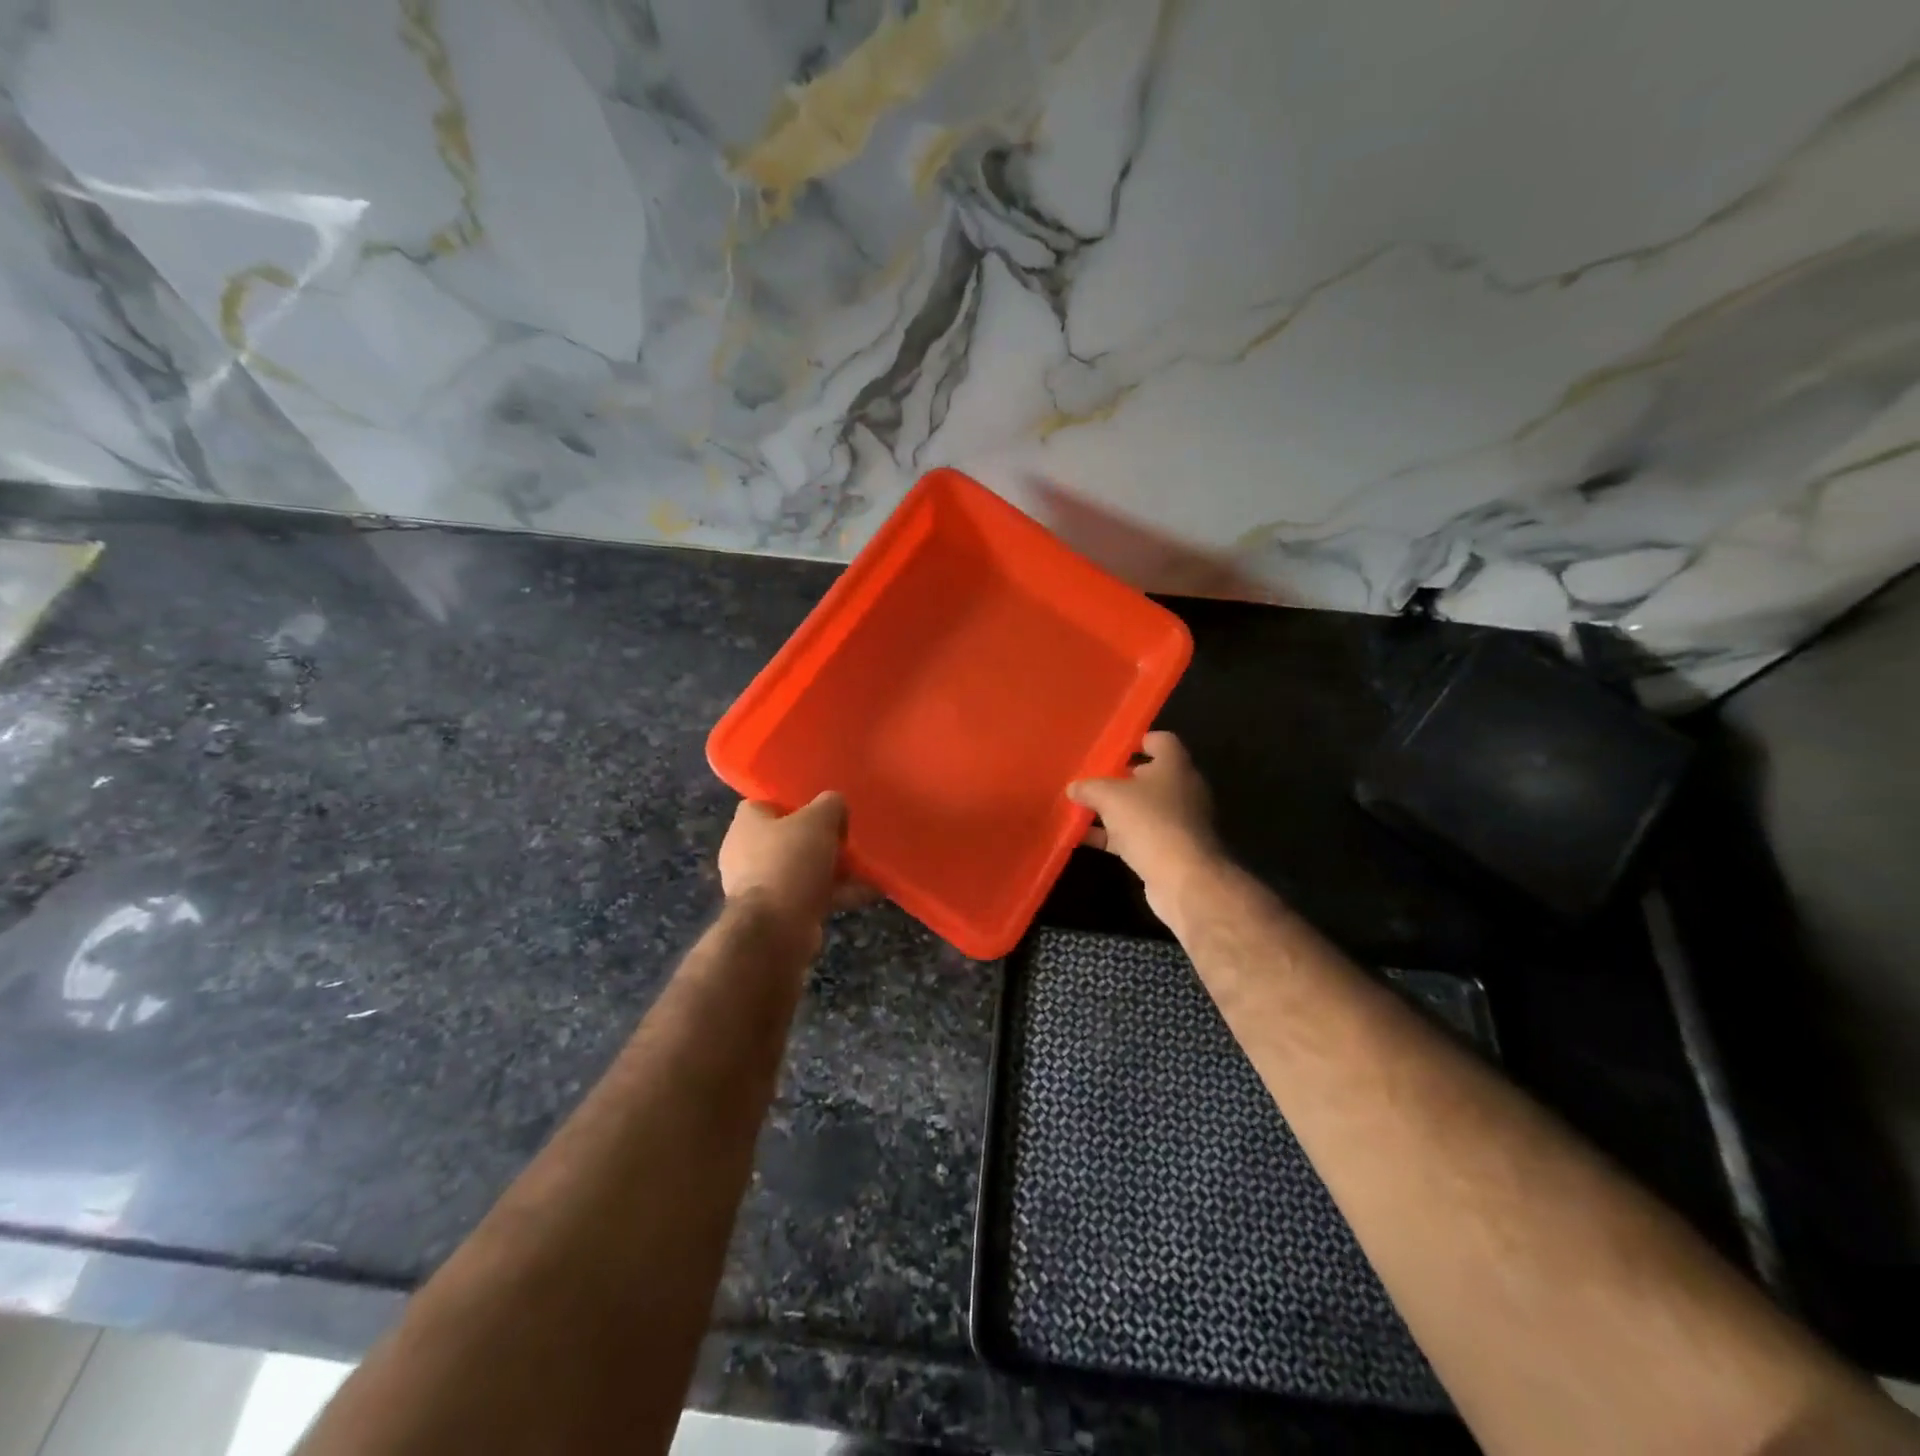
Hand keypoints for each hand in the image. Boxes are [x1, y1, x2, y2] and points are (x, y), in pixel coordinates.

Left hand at [718, 793, 867, 936]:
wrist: (775, 928)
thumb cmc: (790, 861)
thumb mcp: (819, 819)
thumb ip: (831, 804)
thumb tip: (836, 807)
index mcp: (747, 824)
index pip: (768, 804)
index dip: (797, 804)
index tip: (824, 810)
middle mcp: (746, 853)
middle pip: (789, 839)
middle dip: (820, 841)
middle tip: (847, 840)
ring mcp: (760, 886)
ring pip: (802, 869)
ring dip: (833, 870)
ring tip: (865, 869)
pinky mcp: (776, 913)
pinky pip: (810, 896)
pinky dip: (836, 894)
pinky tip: (867, 893)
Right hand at [1068, 732, 1221, 906]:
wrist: (1184, 878)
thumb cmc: (1150, 821)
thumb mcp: (1110, 797)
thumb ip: (1090, 787)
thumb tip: (1074, 787)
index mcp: (1175, 765)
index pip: (1161, 740)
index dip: (1138, 740)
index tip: (1112, 747)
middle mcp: (1182, 789)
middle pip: (1149, 775)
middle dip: (1120, 778)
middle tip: (1090, 778)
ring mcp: (1178, 821)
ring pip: (1142, 808)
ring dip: (1115, 809)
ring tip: (1082, 808)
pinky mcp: (1170, 849)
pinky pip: (1138, 835)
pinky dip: (1115, 836)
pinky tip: (1086, 838)